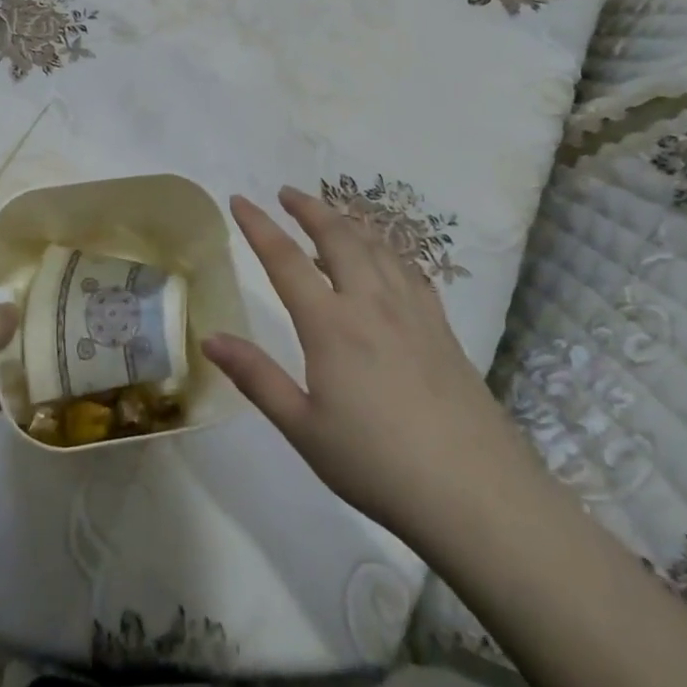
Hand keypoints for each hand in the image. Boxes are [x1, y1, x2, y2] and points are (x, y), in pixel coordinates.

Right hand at [203, 188, 525, 539]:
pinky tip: (385, 259)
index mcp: (331, 325)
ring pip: (377, 246)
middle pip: (338, 236)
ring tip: (330, 216)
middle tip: (287, 193)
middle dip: (309, 208)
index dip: (258, 225)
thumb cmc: (377, 464)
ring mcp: (412, 311)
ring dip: (348, 221)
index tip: (239, 200)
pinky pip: (409, 269)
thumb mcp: (303, 428)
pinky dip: (387, 249)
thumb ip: (256, 377)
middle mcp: (371, 303)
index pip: (284, 260)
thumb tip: (210, 338)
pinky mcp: (441, 327)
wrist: (476, 493)